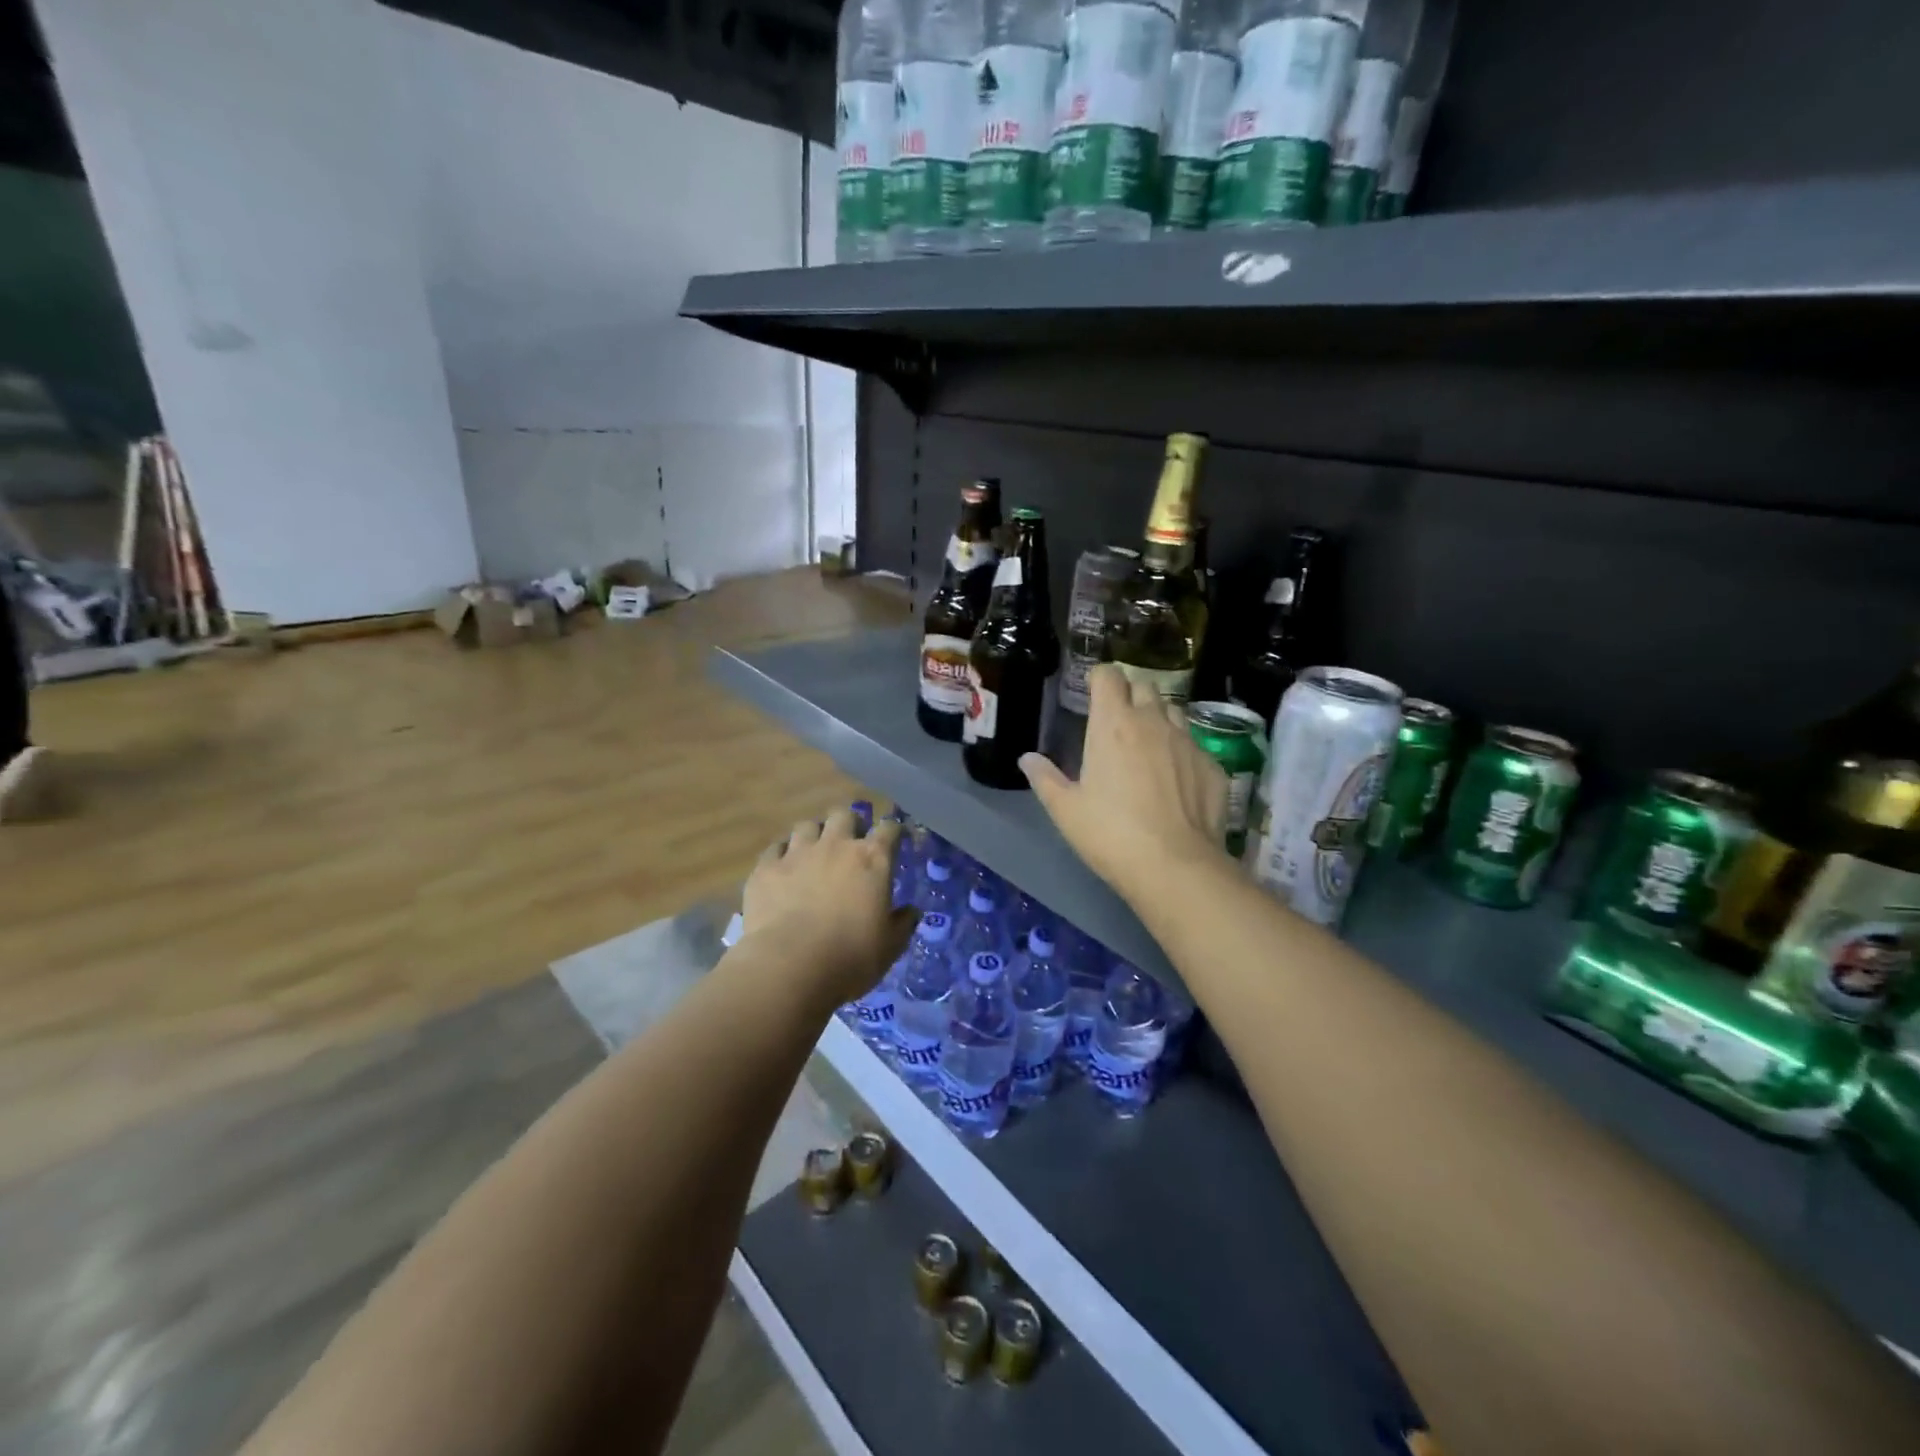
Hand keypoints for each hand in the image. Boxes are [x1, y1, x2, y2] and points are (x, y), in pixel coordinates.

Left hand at [739, 807, 917, 1010]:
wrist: (789, 965)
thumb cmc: (850, 957)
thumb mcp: (889, 947)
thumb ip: (903, 924)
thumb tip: (911, 912)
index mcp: (872, 860)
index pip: (889, 829)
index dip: (893, 831)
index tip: (895, 838)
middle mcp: (836, 846)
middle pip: (844, 815)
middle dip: (850, 823)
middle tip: (851, 840)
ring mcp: (797, 853)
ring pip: (807, 825)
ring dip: (814, 835)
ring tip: (813, 851)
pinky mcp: (766, 868)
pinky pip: (775, 848)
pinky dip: (781, 854)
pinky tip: (782, 868)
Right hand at [1019, 665, 1228, 903]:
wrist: (1176, 866)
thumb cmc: (1110, 833)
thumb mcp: (1066, 810)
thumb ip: (1044, 778)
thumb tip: (1028, 759)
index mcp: (1113, 724)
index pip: (1109, 676)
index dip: (1099, 678)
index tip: (1092, 693)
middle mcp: (1153, 722)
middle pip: (1144, 687)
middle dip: (1130, 696)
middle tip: (1117, 723)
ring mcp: (1188, 742)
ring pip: (1174, 713)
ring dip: (1158, 720)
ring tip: (1148, 748)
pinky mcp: (1213, 766)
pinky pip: (1194, 746)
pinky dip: (1181, 753)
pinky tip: (1176, 782)